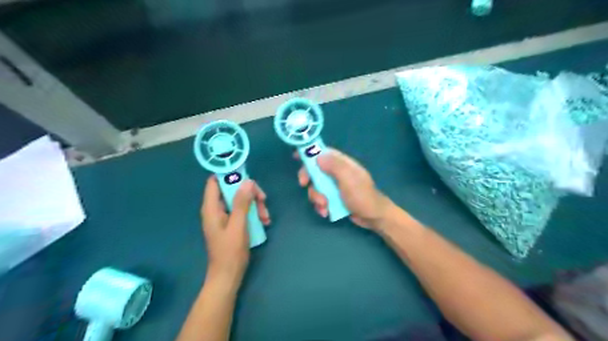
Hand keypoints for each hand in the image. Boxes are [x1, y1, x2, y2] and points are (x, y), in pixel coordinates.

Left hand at [201, 176, 268, 284]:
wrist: (228, 276)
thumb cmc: (230, 252)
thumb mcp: (238, 225)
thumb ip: (242, 203)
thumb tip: (248, 181)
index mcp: (212, 208)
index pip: (215, 181)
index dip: (228, 175)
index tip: (247, 175)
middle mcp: (216, 209)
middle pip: (232, 189)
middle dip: (249, 193)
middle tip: (263, 200)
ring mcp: (225, 217)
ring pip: (241, 200)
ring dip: (255, 205)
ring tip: (266, 217)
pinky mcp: (232, 223)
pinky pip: (243, 211)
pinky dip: (254, 213)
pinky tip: (264, 222)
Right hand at [297, 148, 391, 228]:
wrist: (373, 217)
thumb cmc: (362, 196)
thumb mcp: (349, 179)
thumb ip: (334, 166)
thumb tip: (318, 156)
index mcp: (342, 164)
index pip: (324, 152)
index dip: (310, 152)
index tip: (296, 156)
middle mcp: (337, 173)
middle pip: (315, 171)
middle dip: (309, 179)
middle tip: (303, 185)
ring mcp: (334, 186)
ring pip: (316, 187)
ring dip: (316, 197)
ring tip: (324, 206)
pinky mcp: (334, 198)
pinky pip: (320, 199)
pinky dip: (320, 206)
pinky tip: (326, 212)